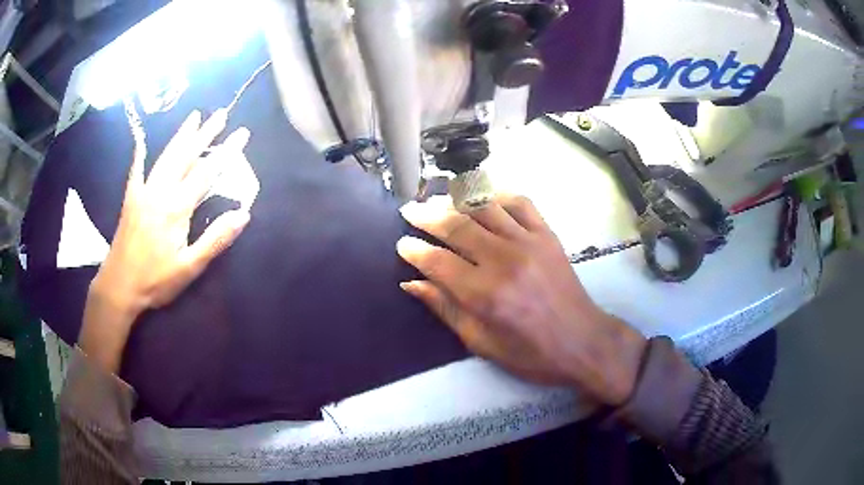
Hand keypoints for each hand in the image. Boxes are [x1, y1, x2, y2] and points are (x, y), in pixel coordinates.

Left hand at [80, 110, 251, 372]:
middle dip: (205, 134)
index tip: (242, 133)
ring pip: (165, 157)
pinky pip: (136, 171)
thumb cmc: (155, 281)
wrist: (119, 287)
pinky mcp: (131, 199)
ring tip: (194, 117)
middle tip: (221, 113)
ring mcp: (143, 192)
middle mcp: (161, 192)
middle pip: (185, 156)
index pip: (206, 173)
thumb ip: (215, 239)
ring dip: (181, 136)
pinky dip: (140, 154)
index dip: (226, 152)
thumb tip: (243, 214)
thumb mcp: (190, 267)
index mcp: (177, 208)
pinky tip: (142, 141)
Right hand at [398, 195, 646, 404]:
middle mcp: (504, 261)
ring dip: (455, 200)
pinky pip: (520, 203)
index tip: (401, 244)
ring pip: (484, 207)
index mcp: (485, 295)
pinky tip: (483, 200)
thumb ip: (446, 309)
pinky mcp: (547, 235)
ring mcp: (529, 242)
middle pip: (456, 226)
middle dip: (426, 216)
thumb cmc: (530, 353)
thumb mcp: (481, 343)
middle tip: (408, 211)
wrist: (583, 341)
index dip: (414, 251)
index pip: (438, 262)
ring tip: (436, 199)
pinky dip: (497, 195)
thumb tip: (412, 283)